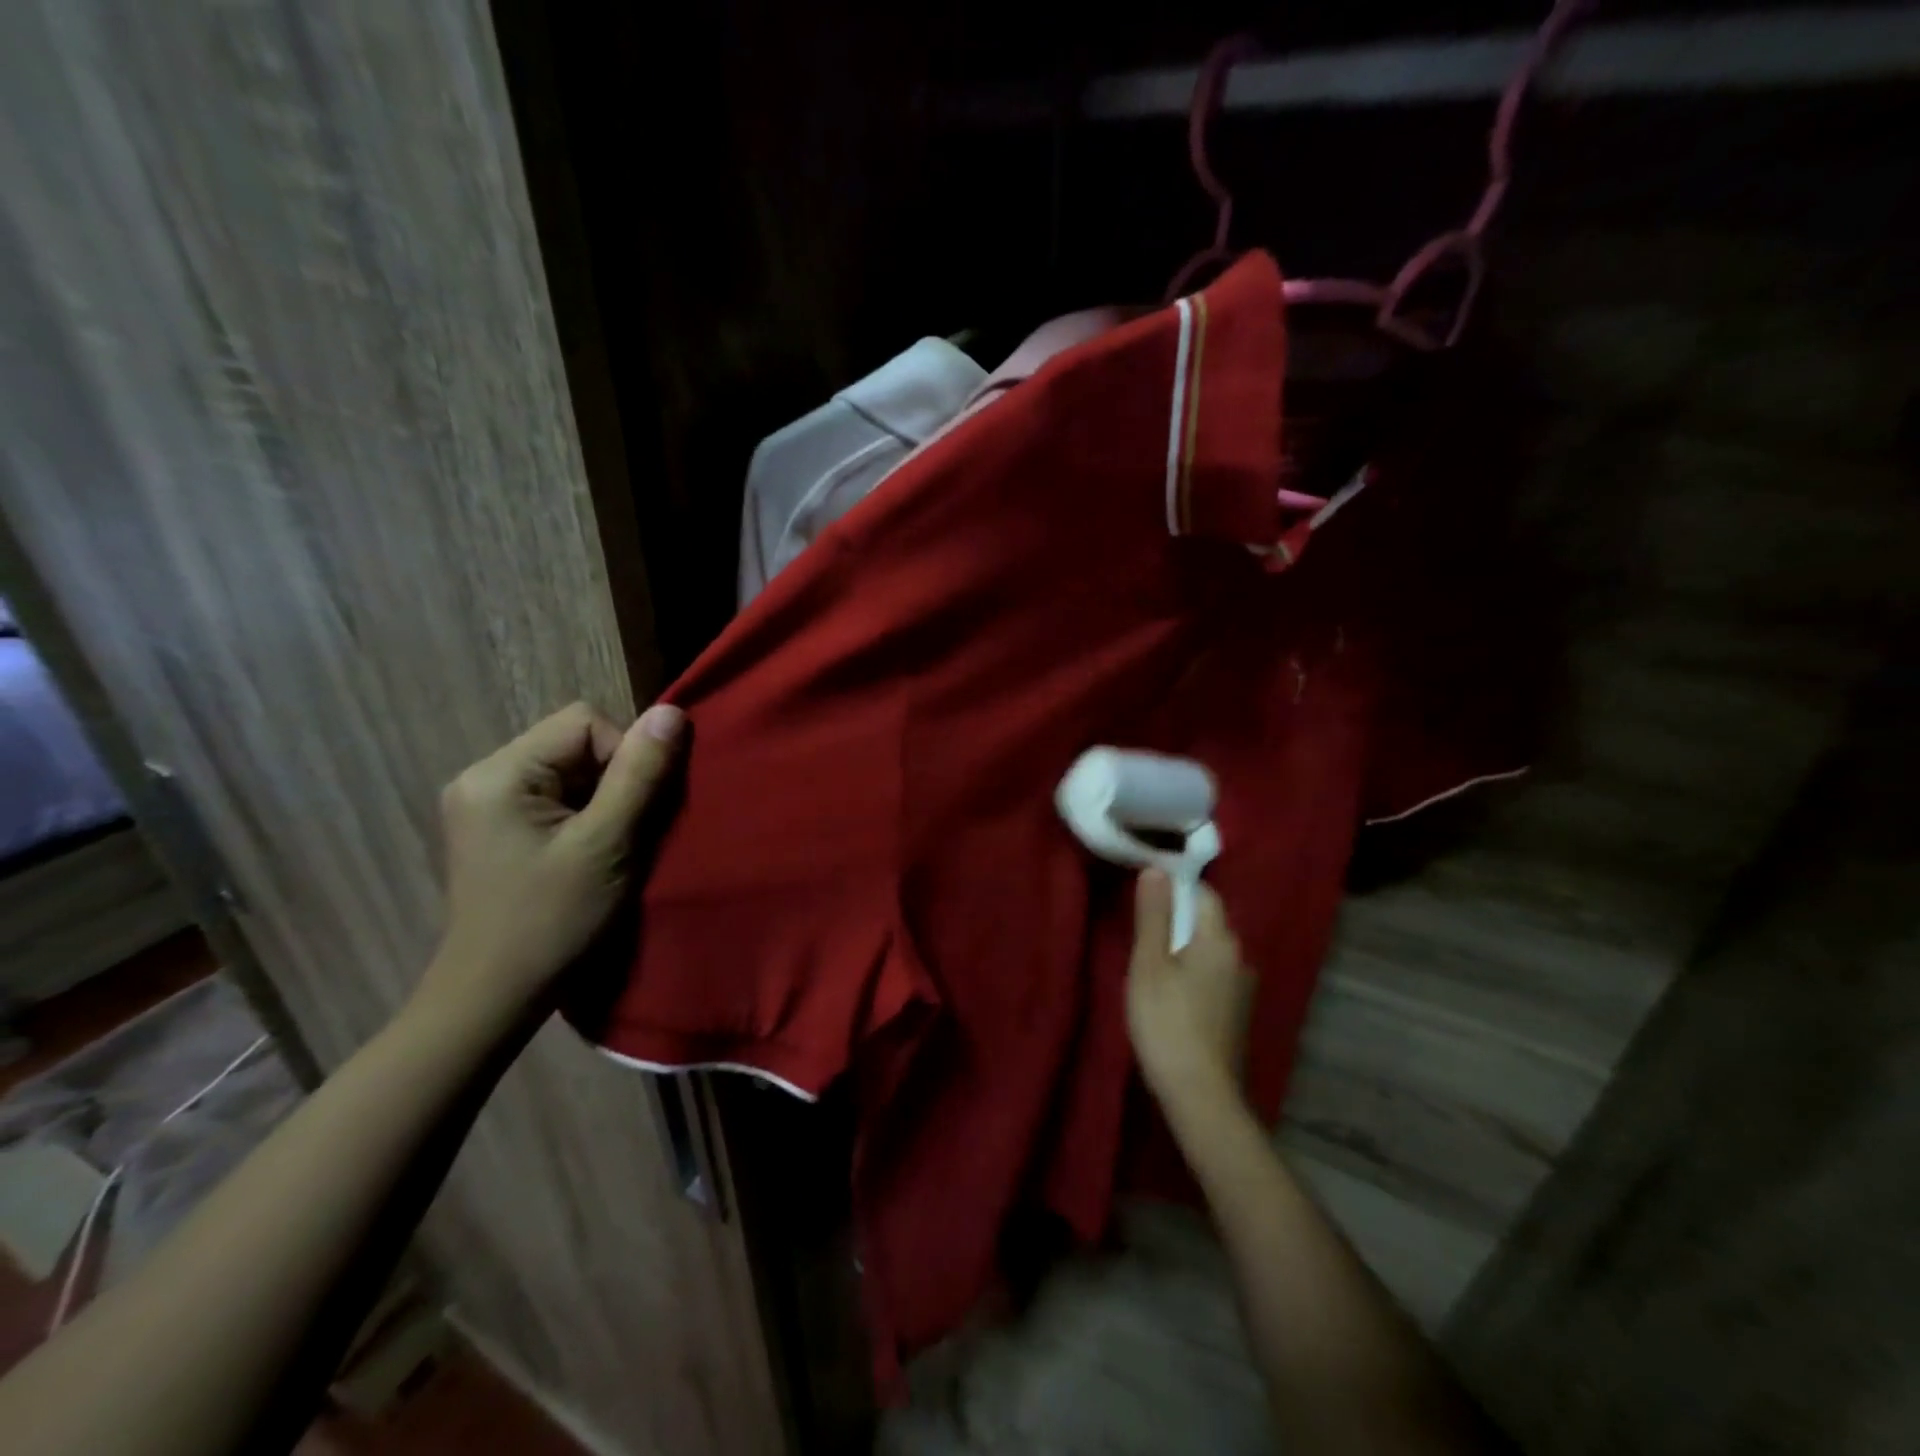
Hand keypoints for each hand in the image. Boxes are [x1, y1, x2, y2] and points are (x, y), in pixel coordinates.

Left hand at [421, 700, 685, 1026]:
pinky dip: (584, 816)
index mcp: (499, 773)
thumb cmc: (553, 922)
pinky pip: (555, 796)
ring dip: (603, 801)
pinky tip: (585, 855)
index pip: (585, 723)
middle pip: (576, 744)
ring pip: (570, 771)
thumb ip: (640, 775)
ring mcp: (484, 803)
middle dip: (614, 781)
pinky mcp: (495, 828)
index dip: (625, 756)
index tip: (629, 813)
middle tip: (623, 834)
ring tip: (606, 848)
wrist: (493, 998)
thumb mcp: (607, 845)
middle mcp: (482, 776)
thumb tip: (672, 712)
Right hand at [1126, 870, 1254, 1114]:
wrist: (1202, 1096)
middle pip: (1206, 920)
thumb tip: (1156, 869)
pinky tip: (1169, 989)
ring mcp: (1241, 988)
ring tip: (1149, 956)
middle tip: (1139, 924)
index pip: (1202, 893)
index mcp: (1218, 940)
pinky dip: (1191, 969)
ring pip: (1209, 949)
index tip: (1144, 889)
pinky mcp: (1236, 1012)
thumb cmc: (1167, 1023)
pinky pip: (1212, 973)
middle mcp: (1239, 957)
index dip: (1174, 885)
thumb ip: (1152, 916)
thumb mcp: (1149, 965)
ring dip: (1182, 944)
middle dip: (1176, 915)